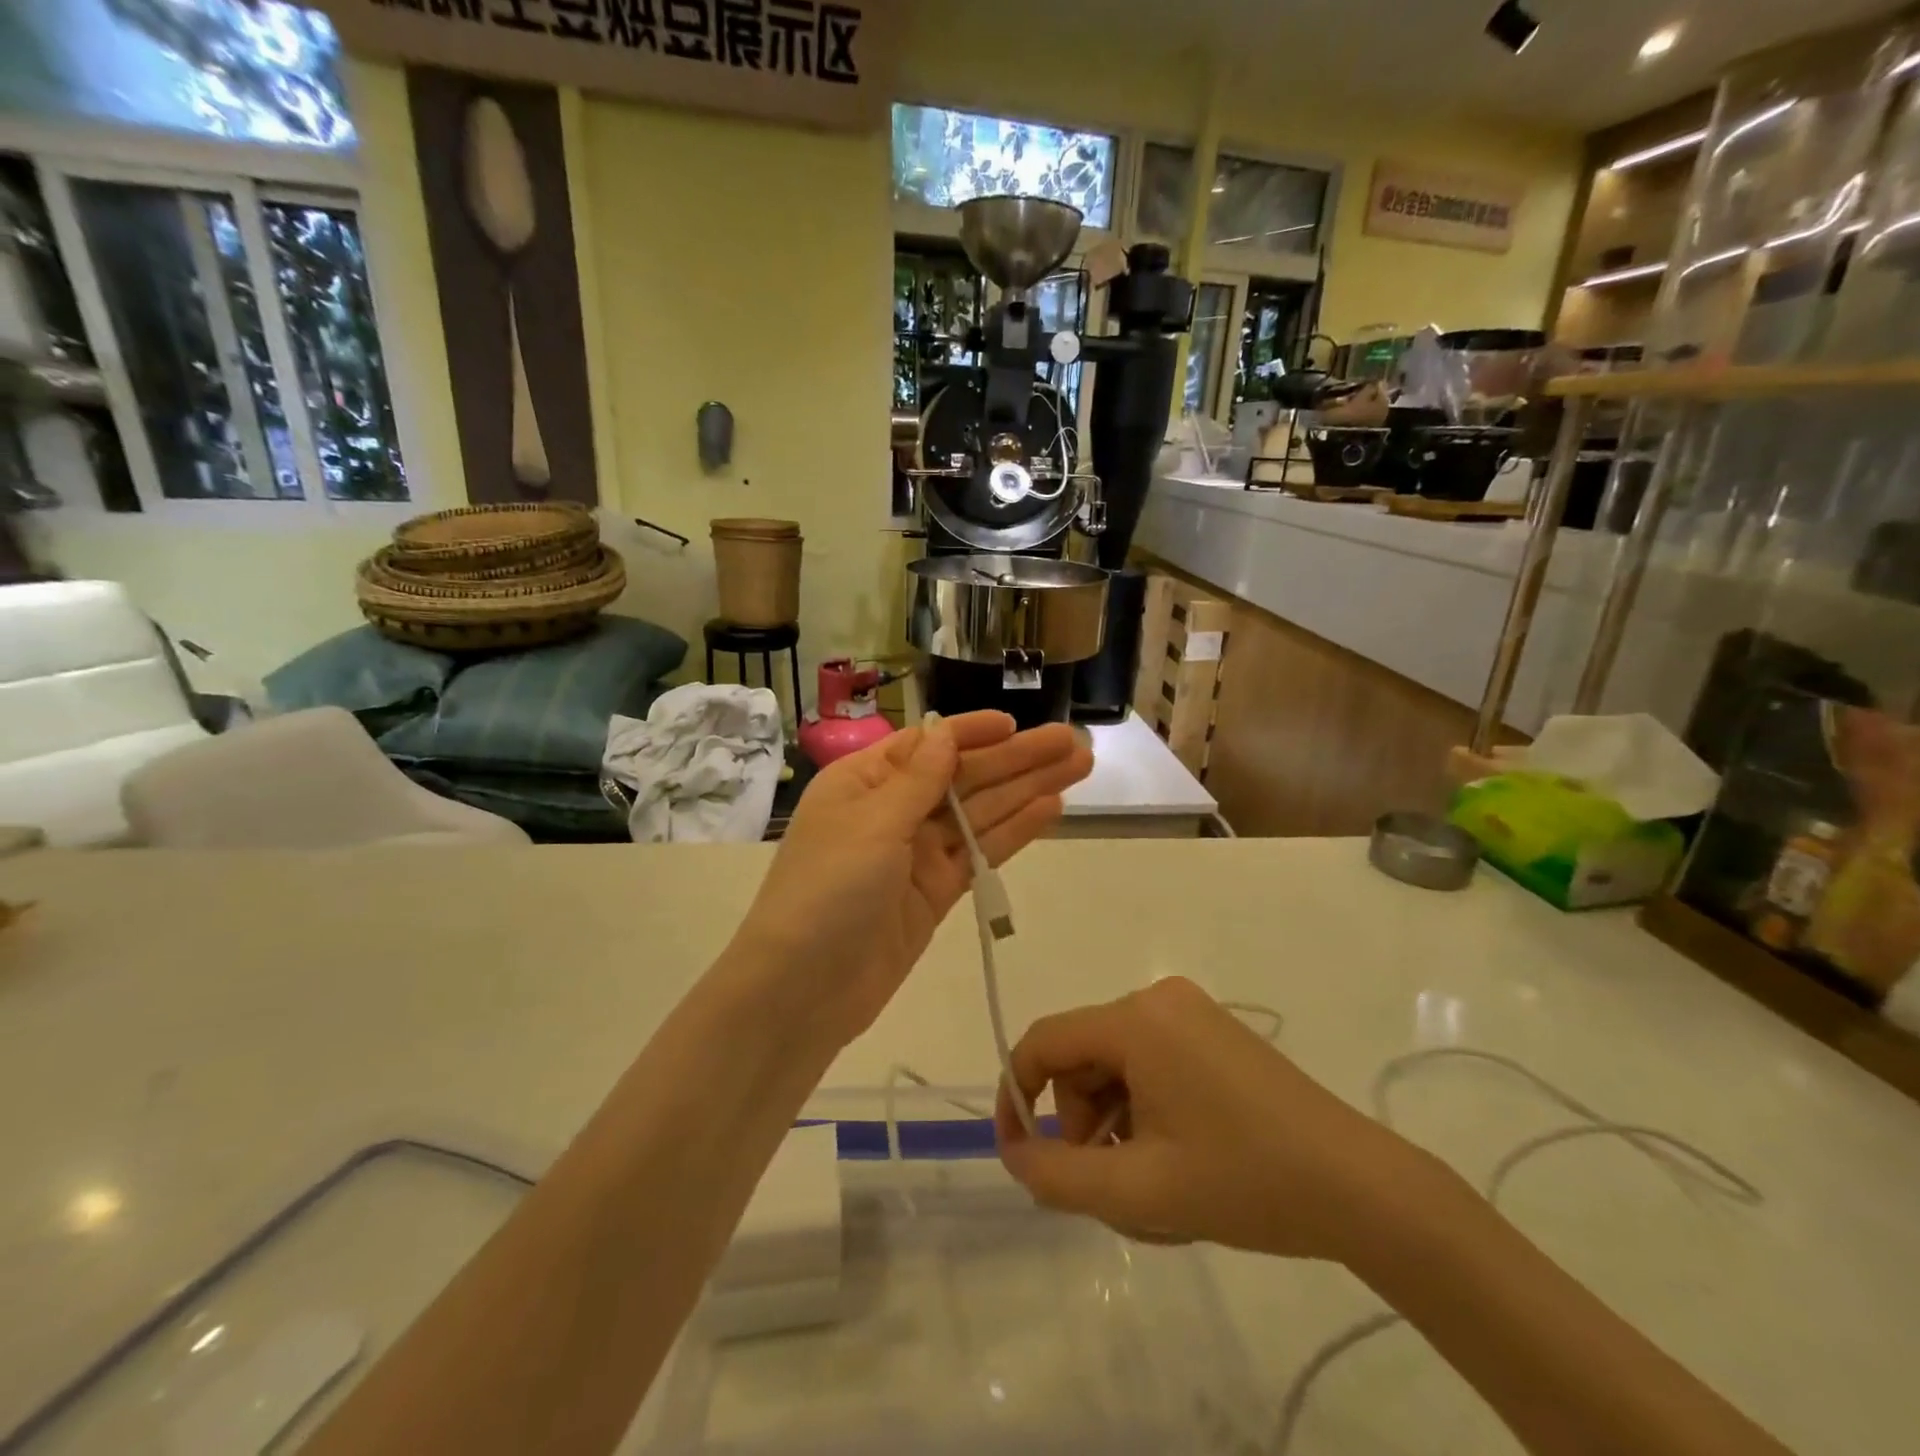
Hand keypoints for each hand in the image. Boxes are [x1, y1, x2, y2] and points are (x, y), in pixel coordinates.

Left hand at [733, 711, 1091, 1046]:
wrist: (803, 990)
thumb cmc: (827, 890)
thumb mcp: (871, 824)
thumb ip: (918, 779)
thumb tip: (945, 732)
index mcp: (864, 782)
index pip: (927, 745)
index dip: (973, 733)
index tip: (1016, 723)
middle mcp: (892, 811)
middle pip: (964, 777)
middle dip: (1017, 759)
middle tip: (1073, 743)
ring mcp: (917, 854)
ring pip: (980, 813)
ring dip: (1028, 790)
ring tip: (1079, 767)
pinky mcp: (937, 892)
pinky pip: (981, 852)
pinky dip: (1014, 831)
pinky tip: (1052, 809)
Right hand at [995, 978, 1419, 1261]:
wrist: (1359, 1187)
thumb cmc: (1244, 1181)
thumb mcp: (1138, 1190)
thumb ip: (1058, 1175)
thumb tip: (1014, 1154)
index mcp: (1137, 1020)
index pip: (1045, 1041)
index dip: (1018, 1093)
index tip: (1018, 1151)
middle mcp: (1158, 1000)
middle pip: (1084, 1054)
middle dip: (1078, 1118)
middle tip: (1106, 1181)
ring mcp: (1192, 1013)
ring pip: (1117, 1063)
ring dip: (1112, 1120)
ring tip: (1147, 1180)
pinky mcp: (1214, 1032)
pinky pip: (1151, 1062)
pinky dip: (1143, 1107)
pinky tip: (1174, 1157)